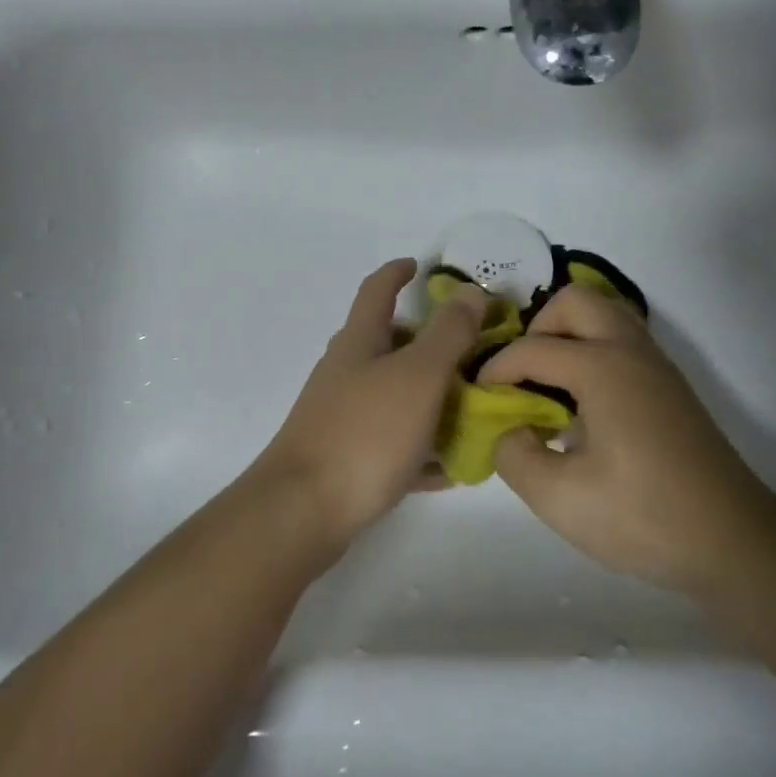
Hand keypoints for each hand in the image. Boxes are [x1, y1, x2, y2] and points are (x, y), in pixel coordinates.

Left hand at [256, 258, 487, 550]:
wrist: (303, 511)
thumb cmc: (365, 432)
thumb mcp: (418, 376)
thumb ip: (447, 333)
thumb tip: (468, 290)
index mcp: (359, 342)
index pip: (377, 290)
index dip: (397, 273)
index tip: (420, 265)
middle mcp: (346, 372)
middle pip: (387, 344)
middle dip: (426, 343)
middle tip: (469, 352)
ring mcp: (342, 416)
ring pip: (393, 395)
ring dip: (429, 397)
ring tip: (471, 410)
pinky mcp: (345, 458)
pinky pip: (392, 443)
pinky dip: (420, 447)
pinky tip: (449, 468)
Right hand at [479, 284, 772, 596]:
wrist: (734, 543)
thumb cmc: (643, 517)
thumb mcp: (559, 498)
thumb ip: (513, 454)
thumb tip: (507, 429)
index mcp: (603, 367)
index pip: (532, 348)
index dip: (496, 369)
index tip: (478, 398)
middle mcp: (631, 351)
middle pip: (575, 302)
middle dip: (537, 328)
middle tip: (521, 376)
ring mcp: (657, 366)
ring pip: (605, 316)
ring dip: (568, 336)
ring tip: (548, 387)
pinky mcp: (670, 387)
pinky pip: (622, 342)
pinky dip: (592, 352)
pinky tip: (582, 407)